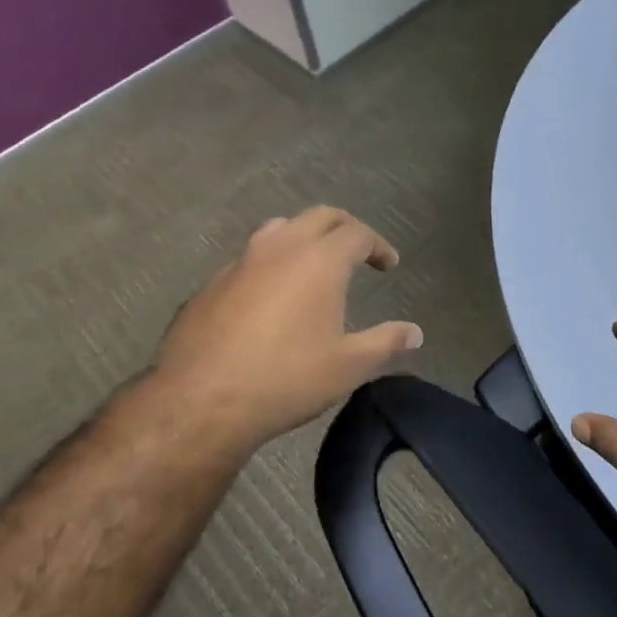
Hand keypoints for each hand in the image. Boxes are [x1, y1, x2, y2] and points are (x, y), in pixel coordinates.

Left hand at [146, 207, 423, 453]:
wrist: (201, 400)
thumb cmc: (286, 379)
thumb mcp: (348, 366)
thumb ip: (385, 343)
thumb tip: (415, 333)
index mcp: (320, 260)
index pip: (358, 233)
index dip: (378, 245)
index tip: (388, 265)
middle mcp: (281, 247)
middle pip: (320, 217)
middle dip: (345, 228)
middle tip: (359, 251)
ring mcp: (241, 261)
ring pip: (280, 229)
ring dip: (304, 237)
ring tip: (314, 264)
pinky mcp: (212, 282)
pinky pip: (250, 258)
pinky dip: (271, 263)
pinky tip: (271, 296)